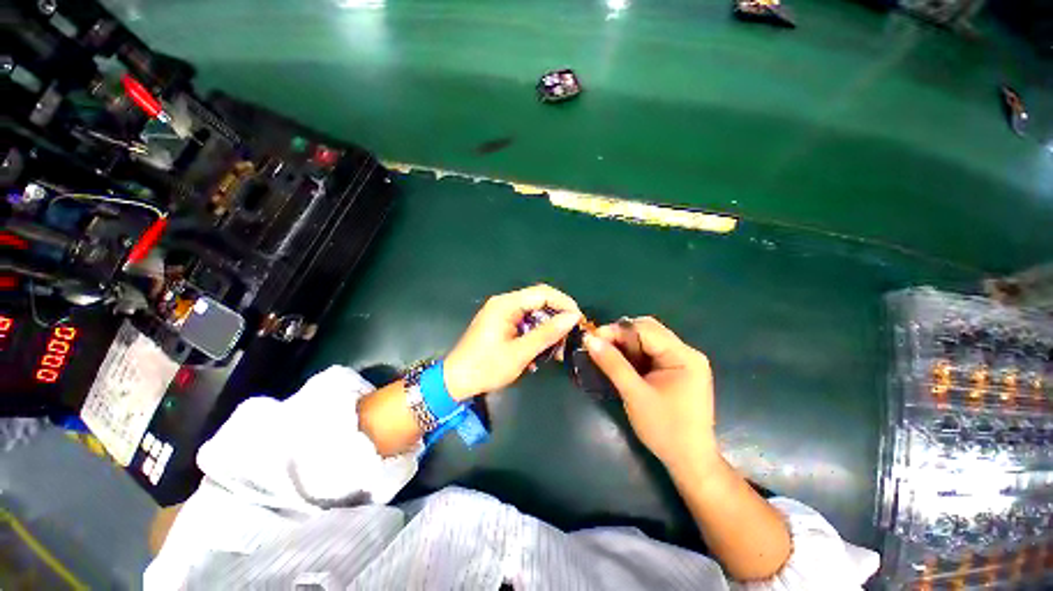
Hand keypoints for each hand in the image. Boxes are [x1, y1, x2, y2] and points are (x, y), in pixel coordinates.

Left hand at [444, 285, 580, 399]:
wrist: (456, 381)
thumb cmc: (486, 367)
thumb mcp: (520, 352)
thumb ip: (547, 333)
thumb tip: (573, 317)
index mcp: (506, 304)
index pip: (543, 293)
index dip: (564, 304)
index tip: (579, 320)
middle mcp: (504, 303)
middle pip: (539, 301)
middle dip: (557, 318)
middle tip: (568, 338)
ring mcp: (502, 312)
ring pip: (534, 313)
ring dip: (547, 330)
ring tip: (556, 351)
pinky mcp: (501, 323)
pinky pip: (525, 322)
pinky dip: (536, 335)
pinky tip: (541, 352)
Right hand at [584, 317, 717, 472]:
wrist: (690, 461)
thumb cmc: (664, 429)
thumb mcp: (634, 394)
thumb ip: (612, 364)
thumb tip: (589, 339)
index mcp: (683, 356)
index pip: (645, 329)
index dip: (616, 330)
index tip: (592, 339)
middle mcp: (687, 353)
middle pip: (648, 330)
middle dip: (621, 335)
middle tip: (599, 347)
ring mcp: (684, 361)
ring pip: (648, 340)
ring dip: (626, 344)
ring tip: (606, 354)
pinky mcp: (678, 370)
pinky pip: (652, 352)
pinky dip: (634, 354)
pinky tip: (622, 363)